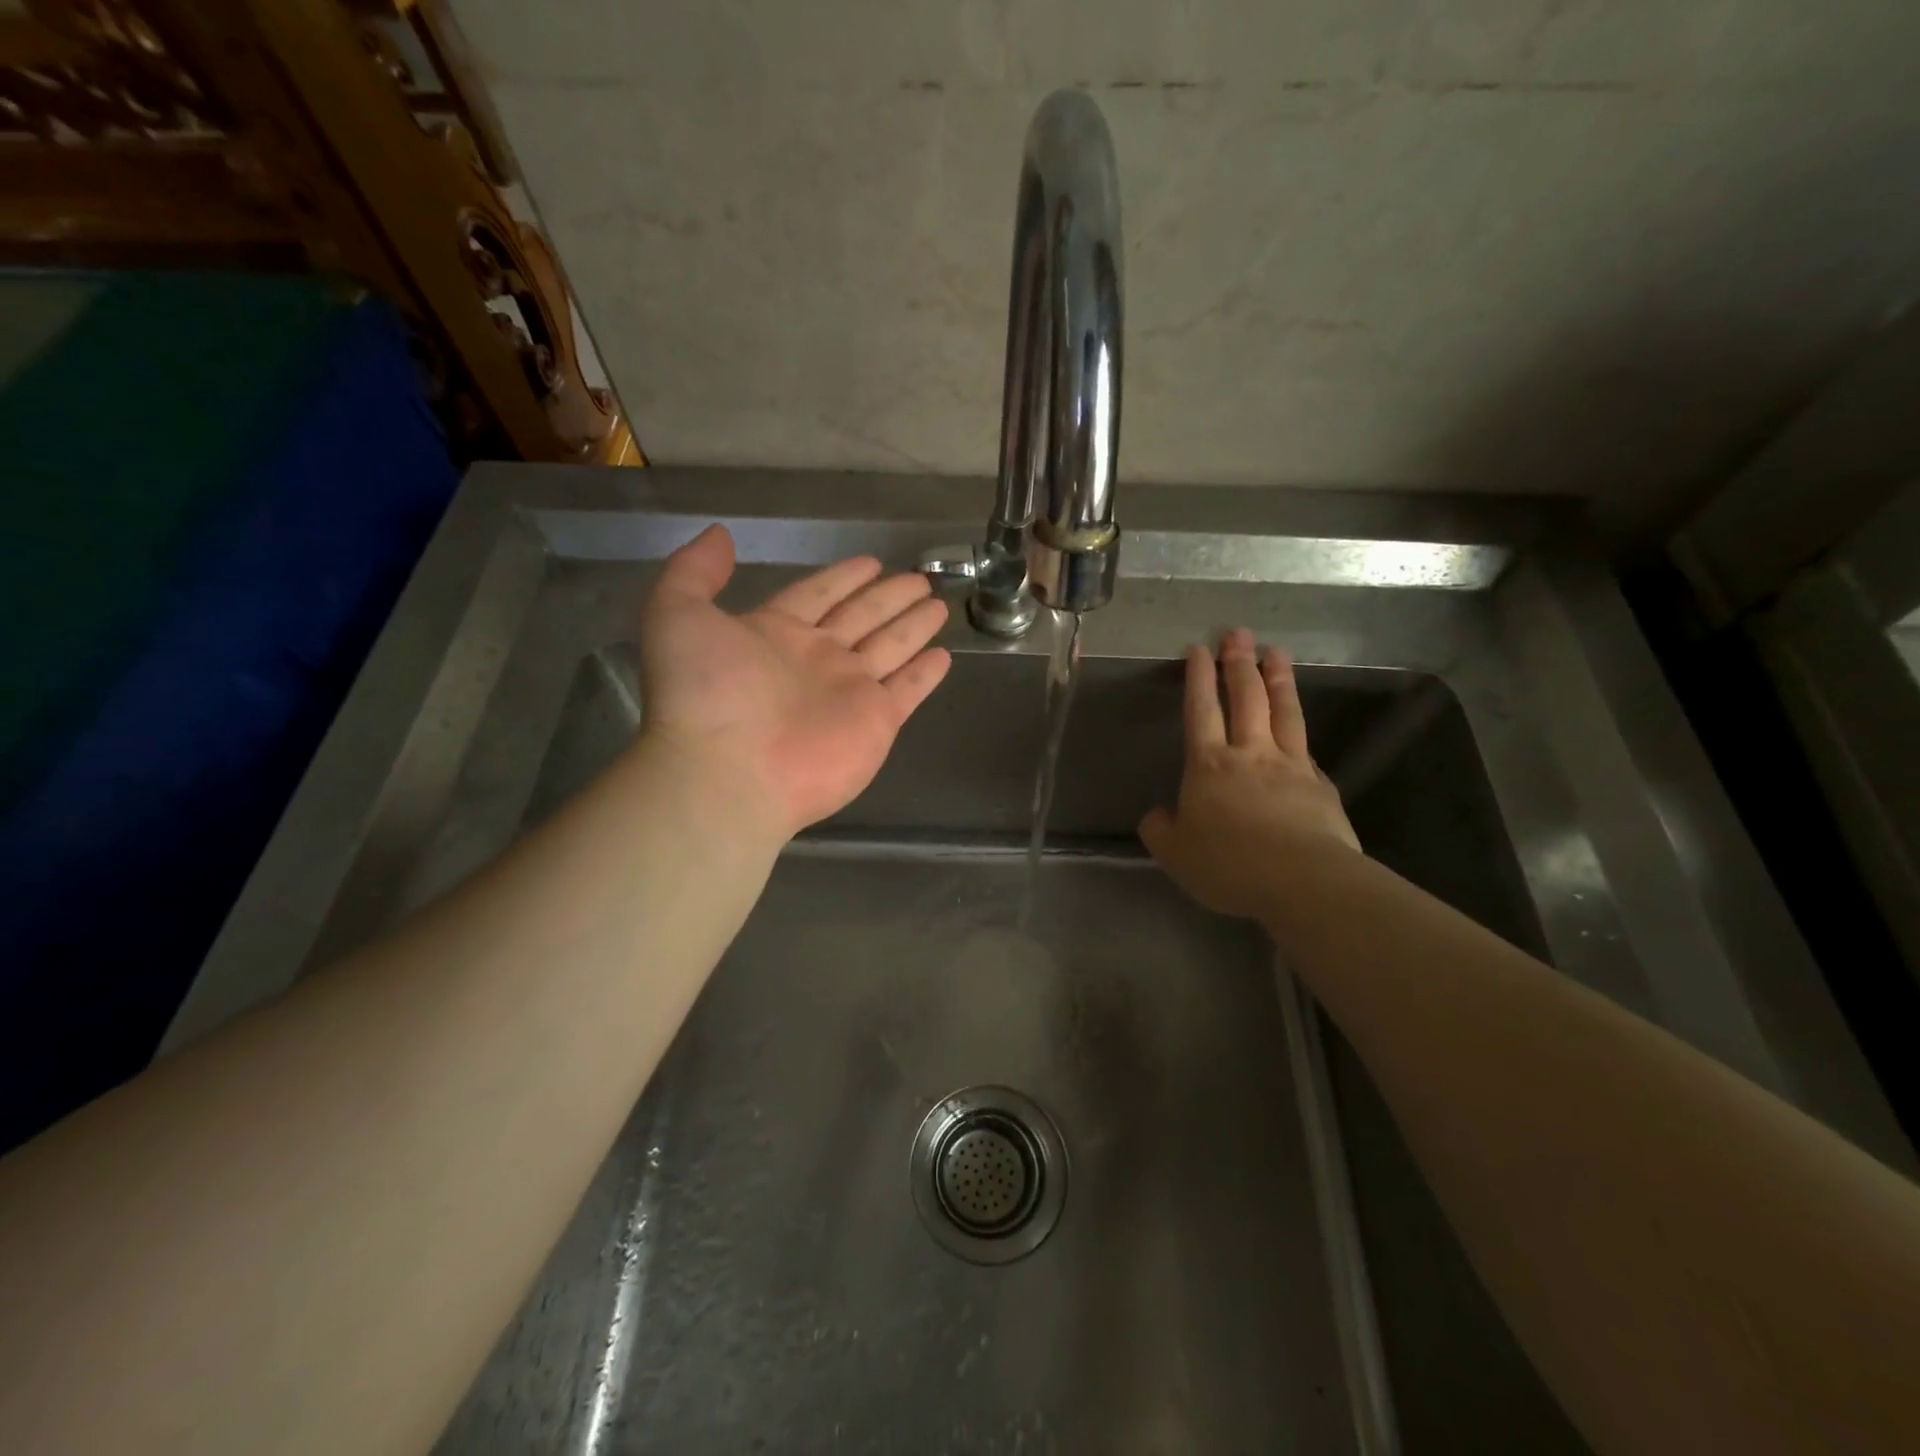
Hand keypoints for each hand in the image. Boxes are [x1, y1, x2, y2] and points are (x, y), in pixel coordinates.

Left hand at [637, 525, 951, 840]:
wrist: (728, 772)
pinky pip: (907, 690)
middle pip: (862, 618)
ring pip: (890, 648)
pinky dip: (925, 675)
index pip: (819, 595)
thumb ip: (694, 571)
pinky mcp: (876, 722)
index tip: (871, 562)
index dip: (843, 578)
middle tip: (920, 578)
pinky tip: (944, 655)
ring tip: (938, 604)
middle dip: (889, 597)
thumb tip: (720, 536)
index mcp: (775, 633)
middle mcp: (816, 660)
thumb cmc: (705, 692)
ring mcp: (849, 692)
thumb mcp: (677, 615)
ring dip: (913, 626)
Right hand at [1139, 628, 1359, 919]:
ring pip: (1283, 713)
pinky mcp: (1321, 787)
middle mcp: (1251, 754)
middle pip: (1246, 698)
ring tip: (1277, 652)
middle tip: (1239, 633)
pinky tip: (1299, 727)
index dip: (1199, 678)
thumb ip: (1161, 829)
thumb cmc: (1228, 864)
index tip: (1199, 649)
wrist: (1302, 881)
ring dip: (1278, 680)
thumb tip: (1159, 814)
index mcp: (1209, 765)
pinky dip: (1299, 732)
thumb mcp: (1175, 854)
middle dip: (1239, 663)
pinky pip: (1306, 751)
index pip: (1202, 710)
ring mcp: (1291, 766)